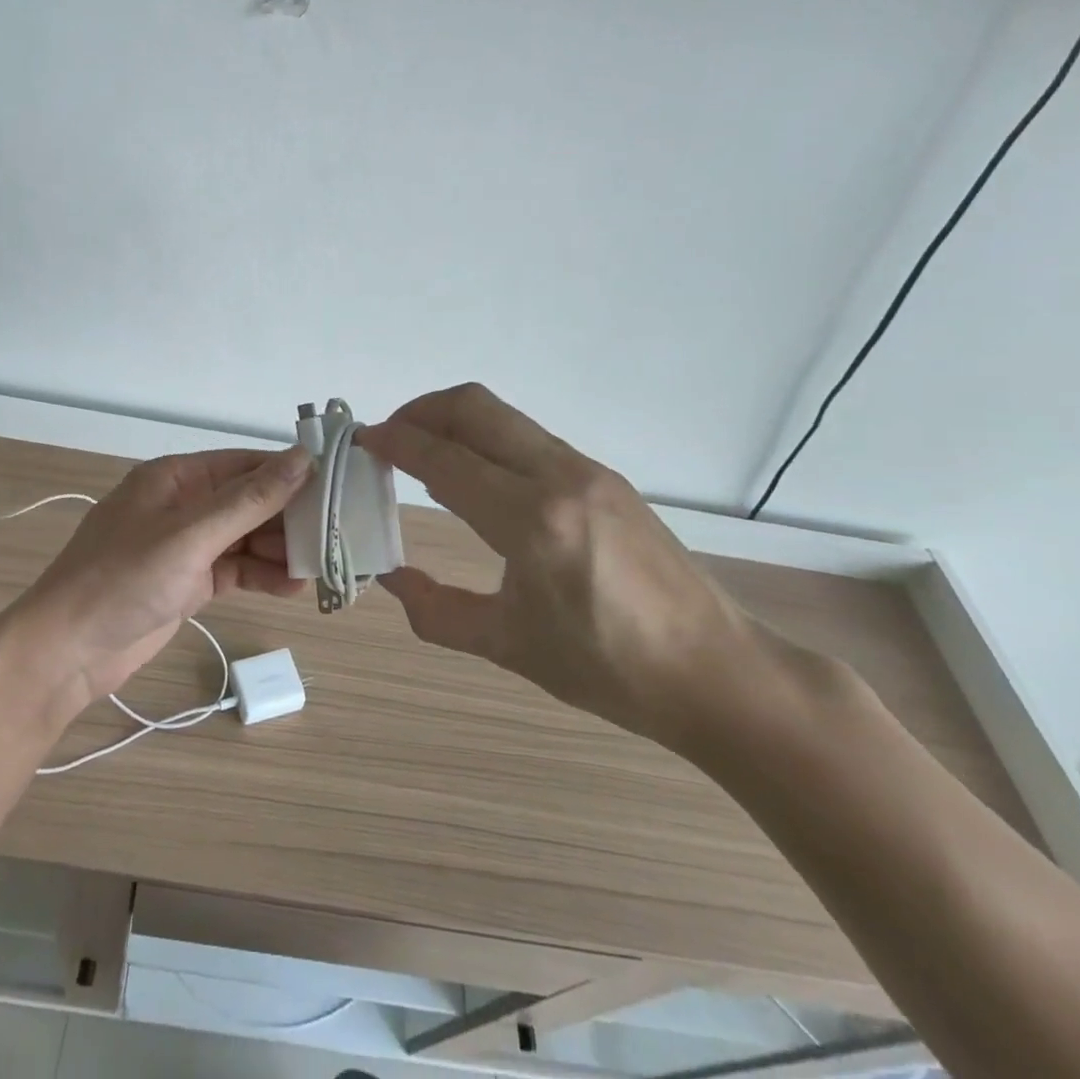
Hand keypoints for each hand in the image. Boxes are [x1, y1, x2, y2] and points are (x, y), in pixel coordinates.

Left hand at [14, 446, 312, 714]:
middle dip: (288, 518)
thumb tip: (303, 458)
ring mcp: (185, 545)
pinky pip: (235, 569)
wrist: (66, 652)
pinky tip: (292, 589)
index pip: (245, 465)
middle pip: (249, 502)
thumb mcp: (190, 535)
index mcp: (176, 478)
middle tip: (335, 536)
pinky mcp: (188, 581)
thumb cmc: (123, 580)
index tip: (337, 487)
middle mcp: (184, 505)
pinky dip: (261, 576)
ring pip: (245, 537)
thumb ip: (248, 499)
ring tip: (319, 568)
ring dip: (279, 551)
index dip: (290, 474)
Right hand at [356, 384, 759, 748]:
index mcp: (530, 520)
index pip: (443, 459)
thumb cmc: (607, 668)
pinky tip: (478, 478)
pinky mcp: (604, 476)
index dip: (395, 443)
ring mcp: (587, 470)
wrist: (717, 672)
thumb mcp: (508, 645)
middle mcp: (558, 476)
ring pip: (503, 416)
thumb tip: (390, 578)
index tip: (362, 441)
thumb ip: (436, 610)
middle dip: (421, 410)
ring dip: (455, 421)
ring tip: (426, 454)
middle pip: (473, 407)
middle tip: (389, 437)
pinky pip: (529, 438)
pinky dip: (487, 440)